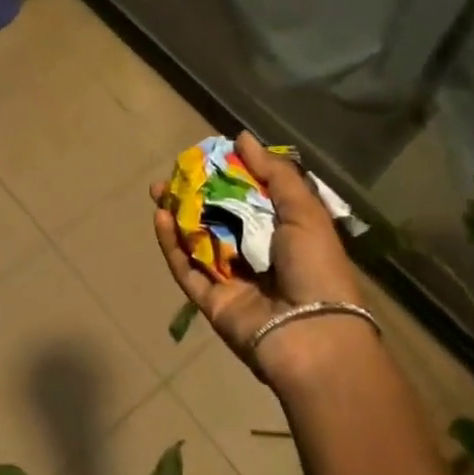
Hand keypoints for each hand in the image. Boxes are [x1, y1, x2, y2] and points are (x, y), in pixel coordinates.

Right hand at [151, 132, 375, 392]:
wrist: (314, 337)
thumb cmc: (316, 268)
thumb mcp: (304, 212)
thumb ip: (274, 173)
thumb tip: (243, 137)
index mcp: (282, 233)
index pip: (248, 197)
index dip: (225, 176)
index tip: (204, 156)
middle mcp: (255, 254)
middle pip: (216, 217)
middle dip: (193, 194)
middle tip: (171, 173)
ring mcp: (231, 279)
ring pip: (196, 242)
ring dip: (176, 215)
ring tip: (157, 190)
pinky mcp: (211, 301)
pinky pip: (186, 269)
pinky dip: (171, 245)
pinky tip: (160, 218)